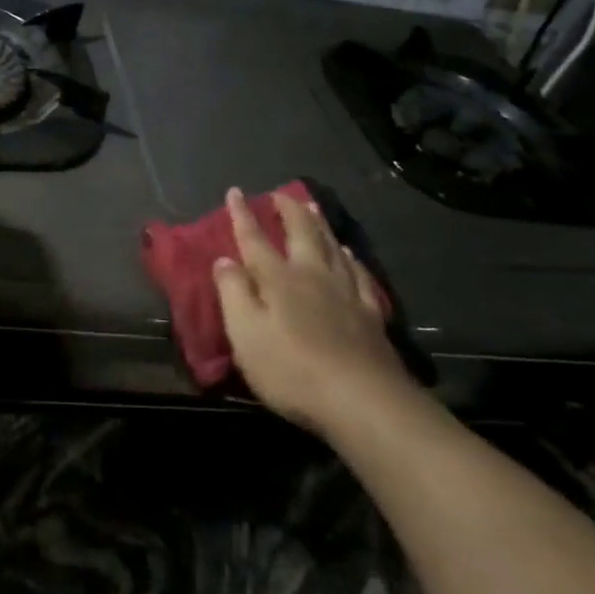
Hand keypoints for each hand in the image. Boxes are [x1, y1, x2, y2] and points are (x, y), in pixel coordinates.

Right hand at [212, 188, 418, 435]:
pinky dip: (352, 259)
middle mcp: (313, 276)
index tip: (235, 192)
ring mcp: (347, 294)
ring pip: (333, 248)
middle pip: (302, 234)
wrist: (362, 401)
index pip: (254, 240)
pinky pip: (360, 275)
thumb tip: (223, 259)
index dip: (242, 215)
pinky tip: (350, 255)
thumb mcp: (245, 334)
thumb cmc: (291, 370)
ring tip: (314, 210)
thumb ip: (233, 293)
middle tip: (281, 194)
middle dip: (289, 211)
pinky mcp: (371, 315)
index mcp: (278, 279)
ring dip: (320, 226)